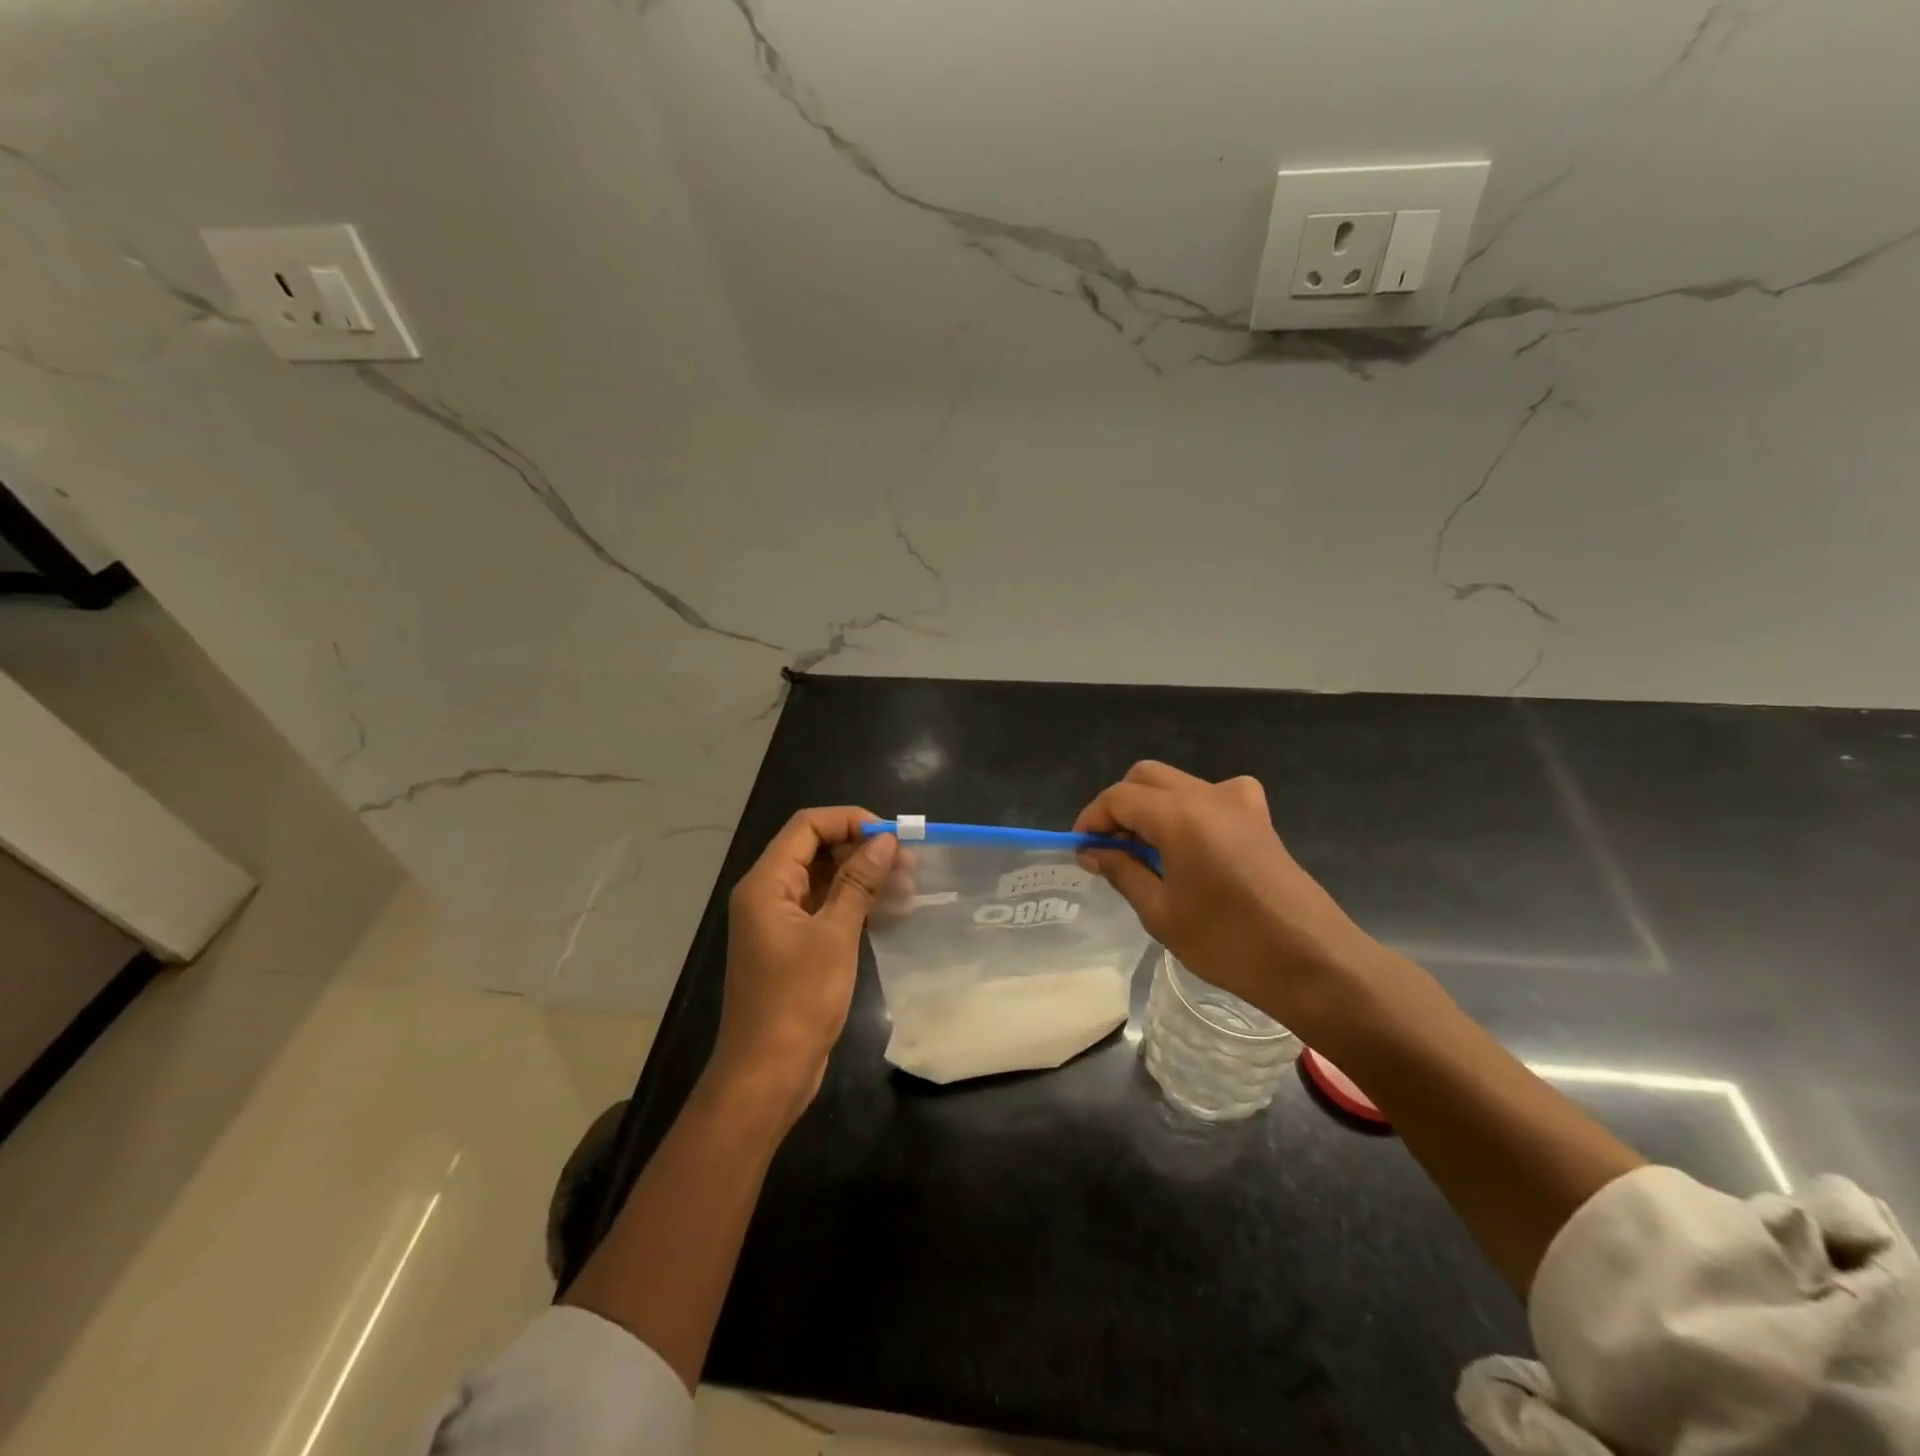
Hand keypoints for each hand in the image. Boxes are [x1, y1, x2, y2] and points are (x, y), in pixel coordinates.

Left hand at [712, 807, 898, 1119]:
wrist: (767, 1074)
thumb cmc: (797, 1001)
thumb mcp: (835, 936)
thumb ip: (859, 882)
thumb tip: (885, 841)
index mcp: (766, 883)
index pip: (807, 826)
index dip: (849, 821)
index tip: (891, 835)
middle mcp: (768, 894)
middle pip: (815, 849)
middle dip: (862, 849)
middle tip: (908, 862)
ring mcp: (780, 921)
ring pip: (824, 879)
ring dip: (863, 877)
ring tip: (908, 886)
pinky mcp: (793, 945)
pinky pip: (826, 908)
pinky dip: (856, 903)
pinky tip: (891, 911)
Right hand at [1073, 762, 1382, 1037]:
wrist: (1312, 960)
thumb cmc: (1228, 942)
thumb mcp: (1161, 912)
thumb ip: (1123, 871)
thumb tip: (1093, 852)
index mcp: (1178, 814)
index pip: (1118, 797)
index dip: (1091, 820)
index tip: (1081, 851)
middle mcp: (1207, 795)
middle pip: (1146, 778)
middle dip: (1119, 806)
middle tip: (1109, 849)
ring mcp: (1239, 802)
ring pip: (1178, 783)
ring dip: (1152, 806)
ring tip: (1145, 851)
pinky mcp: (1260, 819)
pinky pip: (1214, 795)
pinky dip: (1190, 808)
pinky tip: (1193, 842)